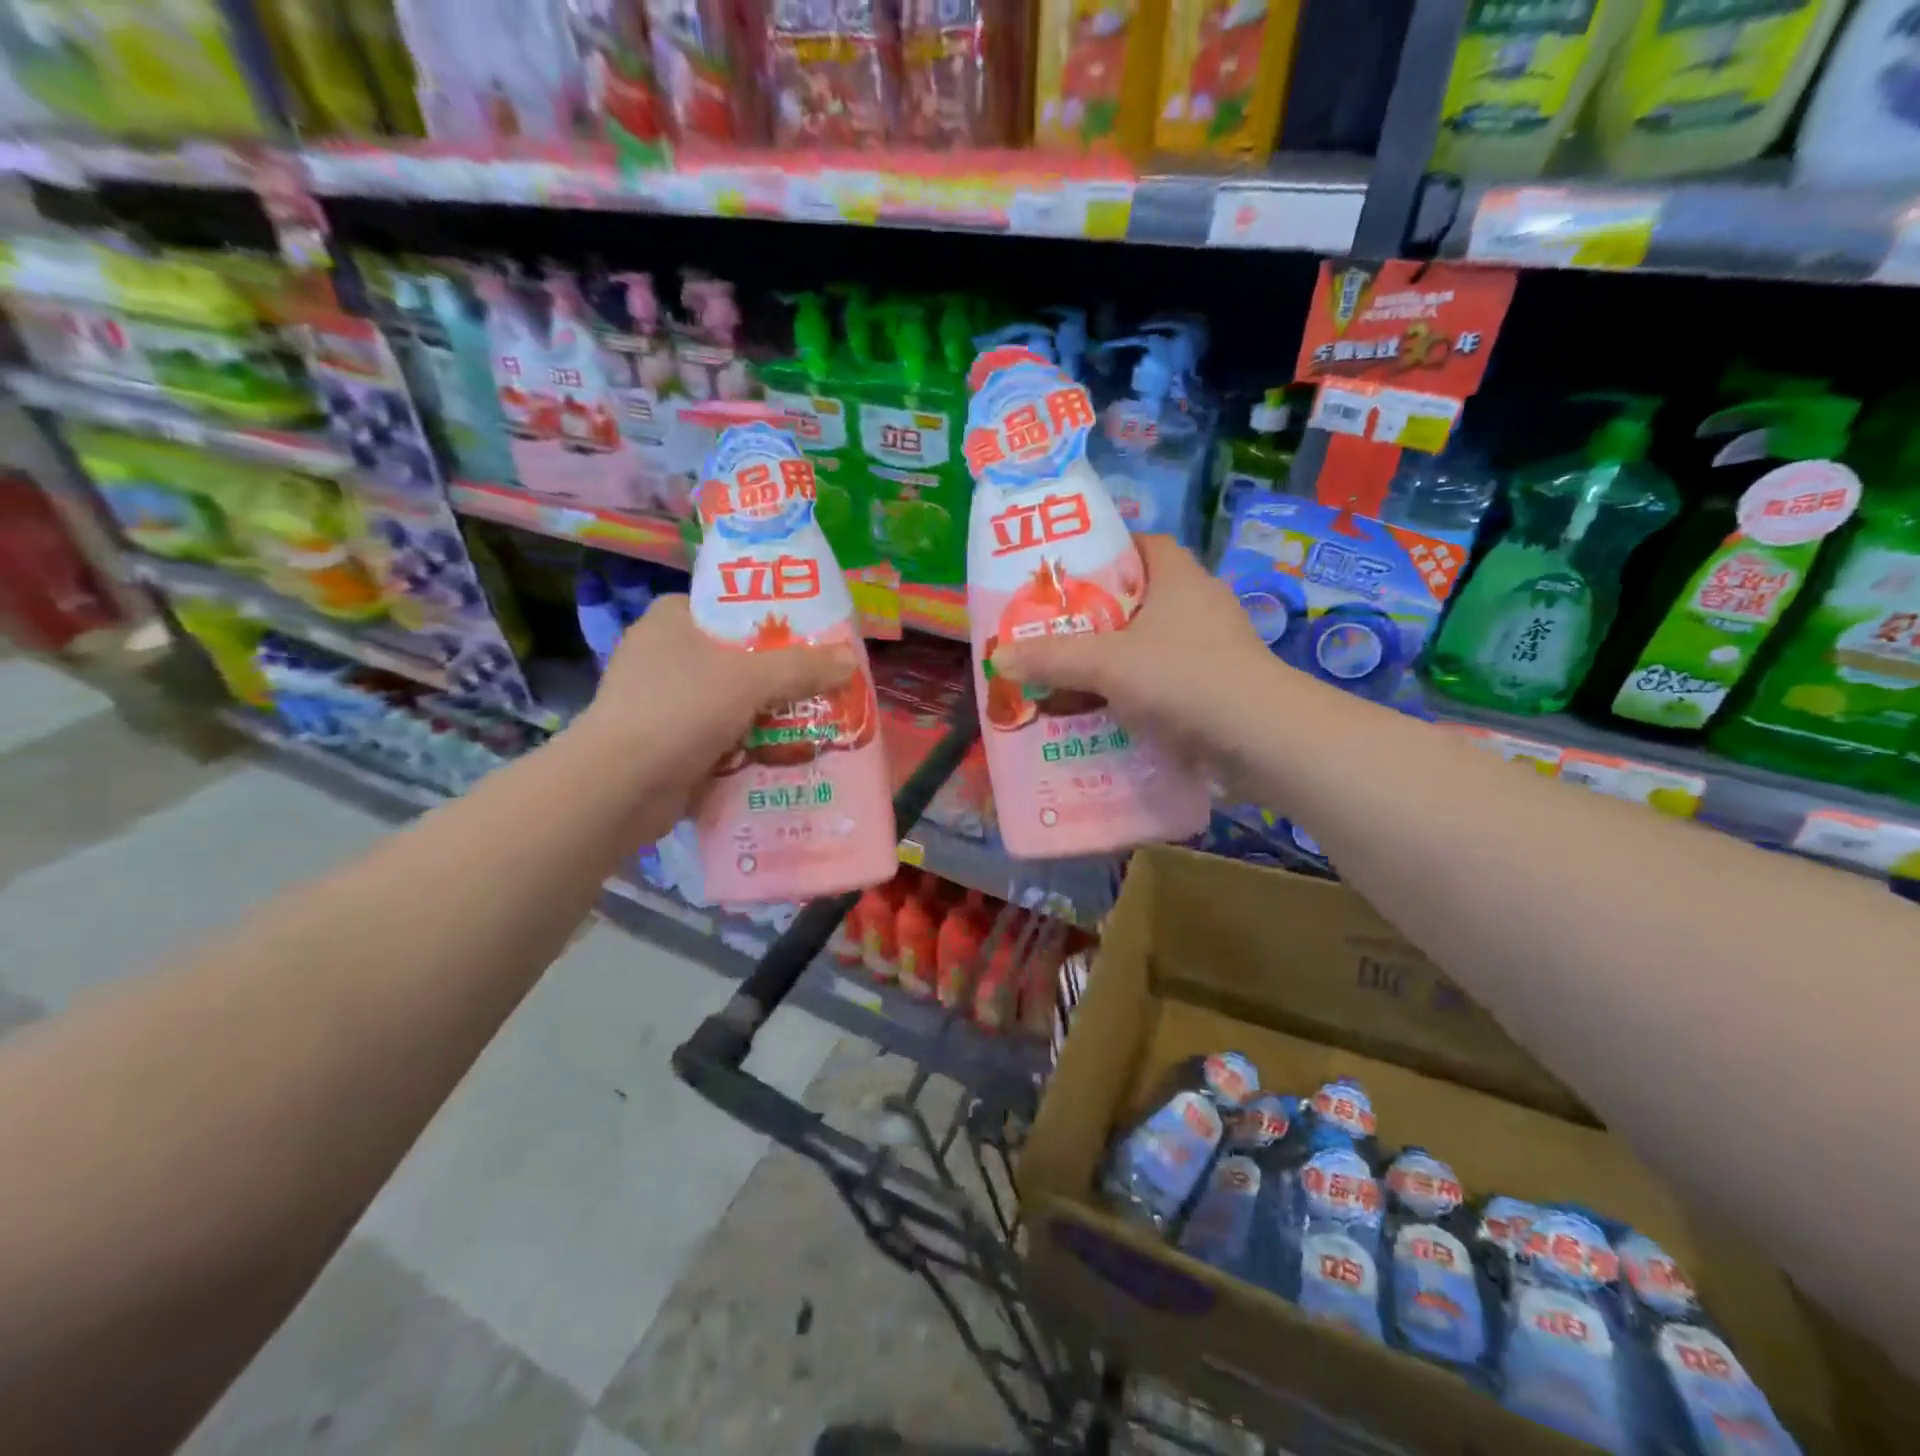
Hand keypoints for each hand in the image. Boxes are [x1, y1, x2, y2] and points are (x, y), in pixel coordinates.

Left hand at [575, 595, 855, 828]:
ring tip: (816, 720)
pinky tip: (785, 754)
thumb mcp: (750, 679)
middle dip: (780, 675)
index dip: (771, 618)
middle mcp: (663, 656)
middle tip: (824, 682)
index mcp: (672, 621)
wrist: (620, 787)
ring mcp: (663, 703)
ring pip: (733, 701)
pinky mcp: (667, 744)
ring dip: (769, 714)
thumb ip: (803, 667)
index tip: (811, 636)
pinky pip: (722, 737)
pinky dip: (748, 746)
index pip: (729, 607)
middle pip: (738, 658)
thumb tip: (850, 659)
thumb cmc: (680, 710)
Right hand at [991, 535, 1275, 764]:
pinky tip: (1106, 712)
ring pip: (1152, 644)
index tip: (1067, 575)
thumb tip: (997, 657)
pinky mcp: (1217, 688)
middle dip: (1099, 615)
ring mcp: (1213, 648)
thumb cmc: (1183, 678)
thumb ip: (1051, 658)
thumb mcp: (1107, 663)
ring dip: (1116, 659)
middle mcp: (1200, 604)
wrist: (1260, 738)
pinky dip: (1137, 691)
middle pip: (1140, 598)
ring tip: (1070, 675)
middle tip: (1054, 631)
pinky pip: (1166, 680)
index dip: (1105, 552)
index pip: (1141, 544)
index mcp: (1179, 577)